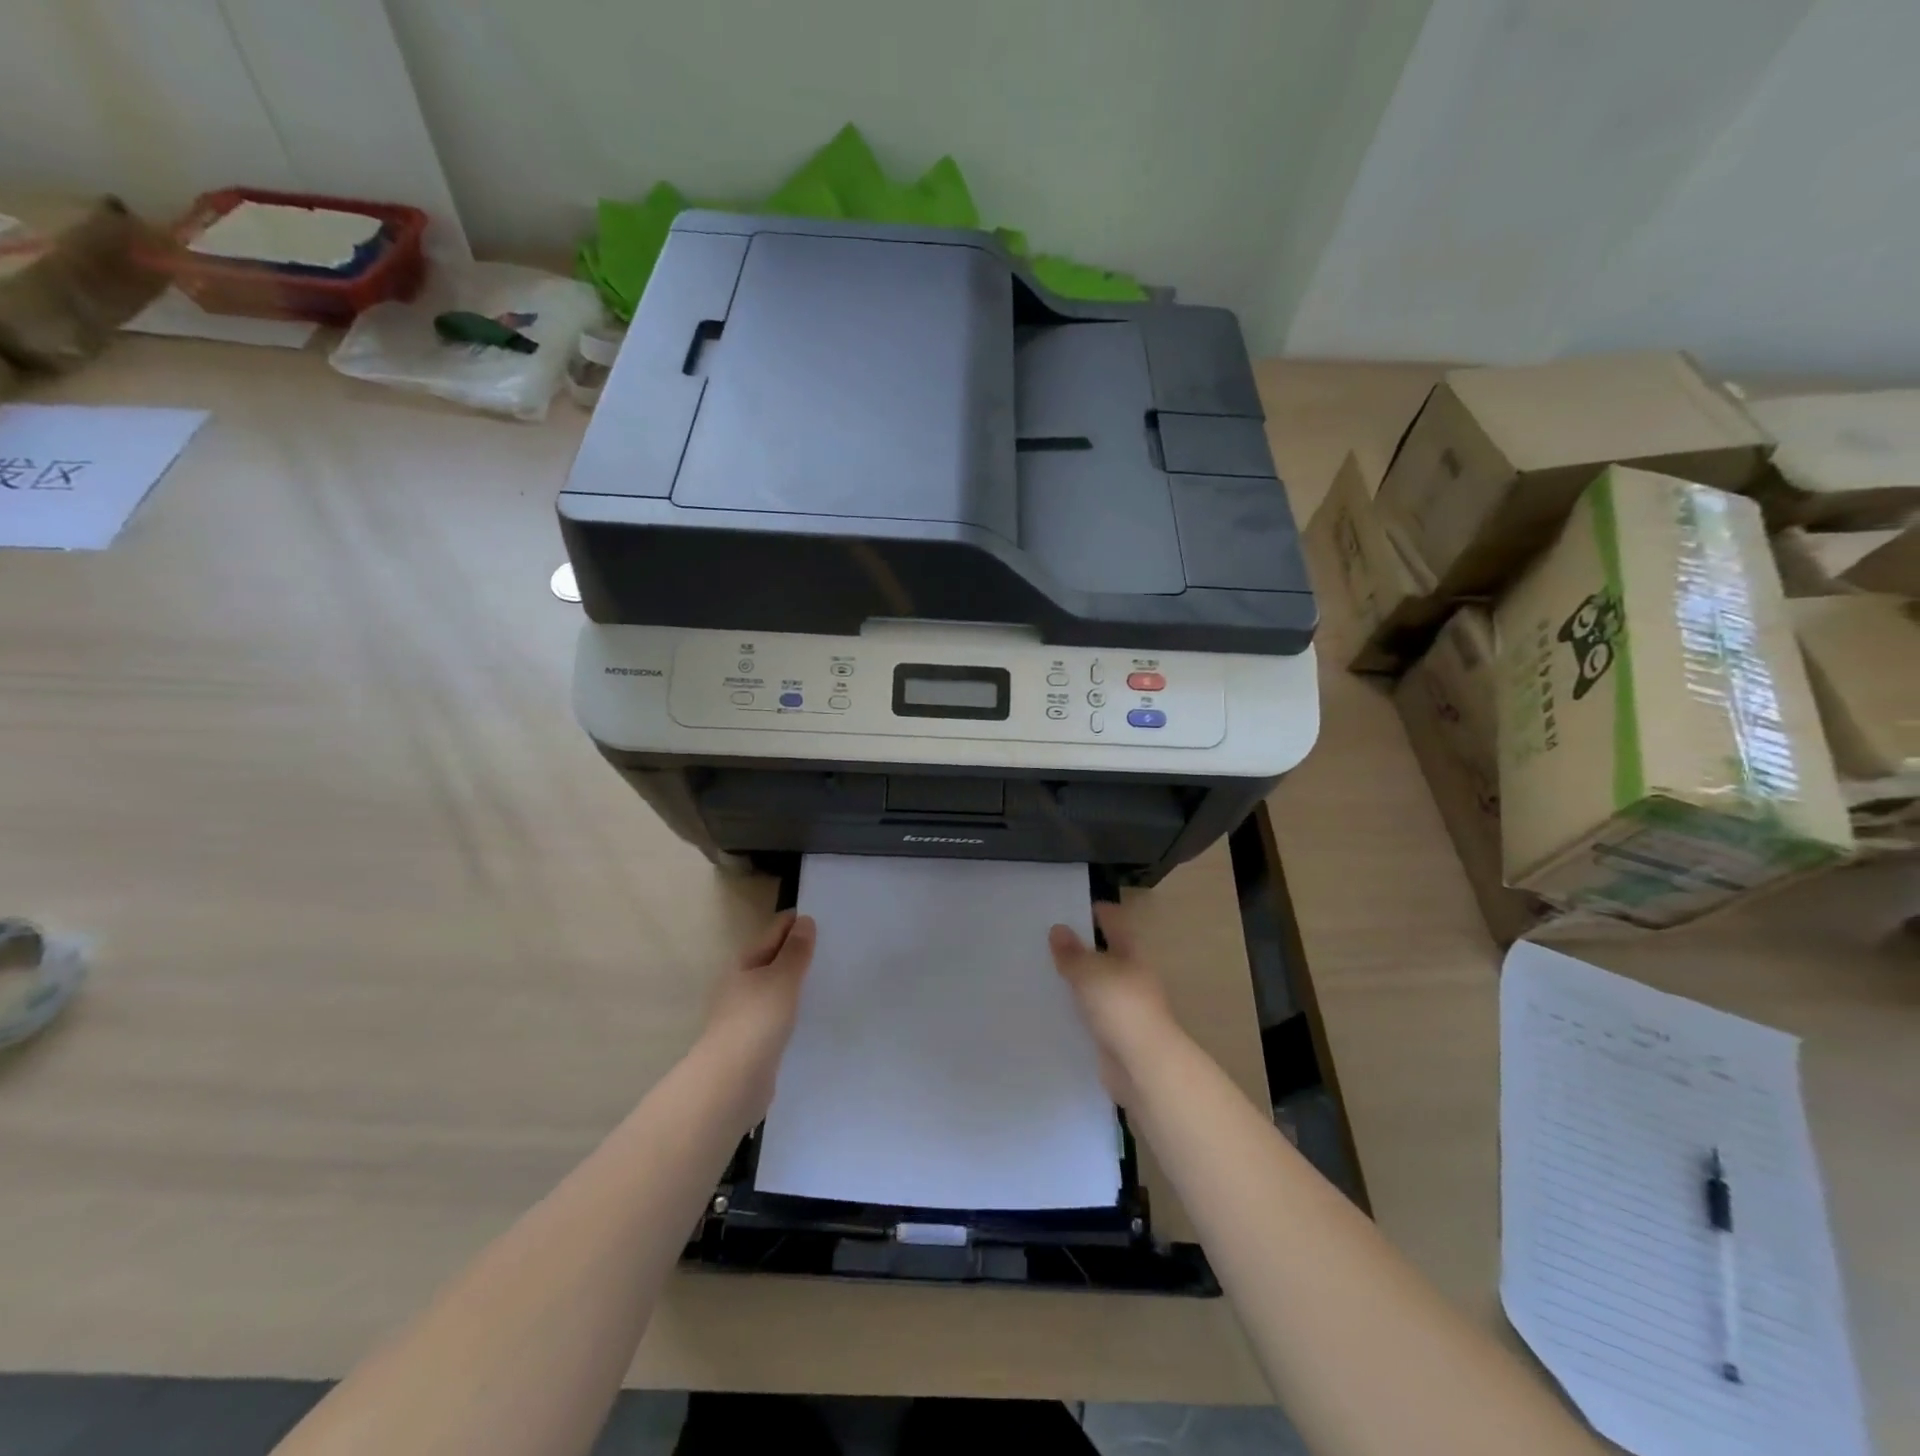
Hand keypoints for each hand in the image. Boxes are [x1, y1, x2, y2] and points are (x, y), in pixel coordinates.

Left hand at [699, 910, 816, 1122]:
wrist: (731, 1083)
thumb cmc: (756, 1020)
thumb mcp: (782, 978)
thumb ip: (796, 950)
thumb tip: (804, 921)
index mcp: (745, 962)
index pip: (776, 930)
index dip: (799, 922)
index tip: (830, 921)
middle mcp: (743, 983)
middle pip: (775, 958)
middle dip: (801, 952)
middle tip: (838, 949)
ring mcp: (747, 1014)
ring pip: (778, 988)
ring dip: (799, 983)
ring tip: (832, 979)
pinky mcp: (756, 1041)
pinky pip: (780, 1015)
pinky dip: (796, 1010)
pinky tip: (815, 1015)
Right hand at [1048, 902, 1178, 1106]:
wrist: (1143, 1067)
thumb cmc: (1121, 1007)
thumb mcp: (1091, 973)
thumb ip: (1072, 953)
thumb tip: (1058, 929)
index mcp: (1132, 955)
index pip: (1115, 924)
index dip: (1098, 913)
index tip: (1073, 906)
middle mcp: (1132, 978)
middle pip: (1106, 956)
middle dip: (1082, 948)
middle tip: (1048, 940)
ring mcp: (1125, 1009)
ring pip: (1097, 987)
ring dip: (1077, 981)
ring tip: (1044, 972)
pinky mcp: (1115, 1036)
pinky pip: (1091, 1016)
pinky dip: (1076, 1011)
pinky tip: (1053, 1009)